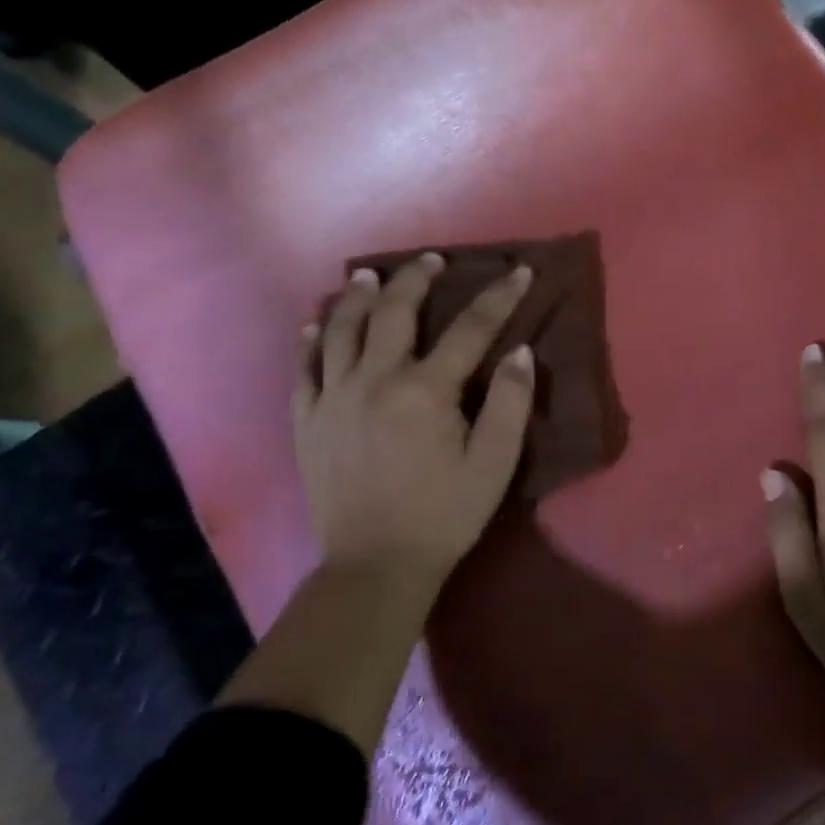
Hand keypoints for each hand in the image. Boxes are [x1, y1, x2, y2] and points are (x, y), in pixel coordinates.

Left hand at [295, 253, 535, 592]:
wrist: (375, 564)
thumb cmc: (445, 514)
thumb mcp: (494, 464)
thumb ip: (510, 403)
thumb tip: (521, 351)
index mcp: (426, 390)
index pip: (470, 329)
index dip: (498, 297)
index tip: (518, 271)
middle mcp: (374, 380)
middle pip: (395, 312)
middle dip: (417, 278)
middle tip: (431, 259)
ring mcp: (333, 397)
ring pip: (341, 329)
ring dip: (358, 296)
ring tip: (369, 276)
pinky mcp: (307, 420)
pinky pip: (303, 367)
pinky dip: (310, 339)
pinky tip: (316, 323)